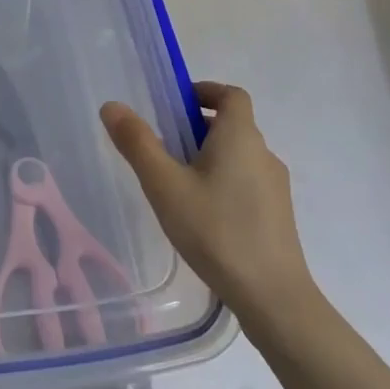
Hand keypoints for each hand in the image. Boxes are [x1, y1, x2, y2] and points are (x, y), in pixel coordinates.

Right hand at [100, 82, 314, 322]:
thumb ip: (137, 143)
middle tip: (163, 149)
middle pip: (232, 125)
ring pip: (238, 156)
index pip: (231, 95)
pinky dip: (223, 183)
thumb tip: (112, 106)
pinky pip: (246, 183)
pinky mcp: (277, 215)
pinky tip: (201, 216)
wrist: (273, 297)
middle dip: (197, 128)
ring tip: (176, 186)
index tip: (176, 105)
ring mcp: (275, 186)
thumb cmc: (215, 230)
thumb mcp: (164, 185)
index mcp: (240, 136)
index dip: (205, 91)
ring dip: (209, 158)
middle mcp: (263, 153)